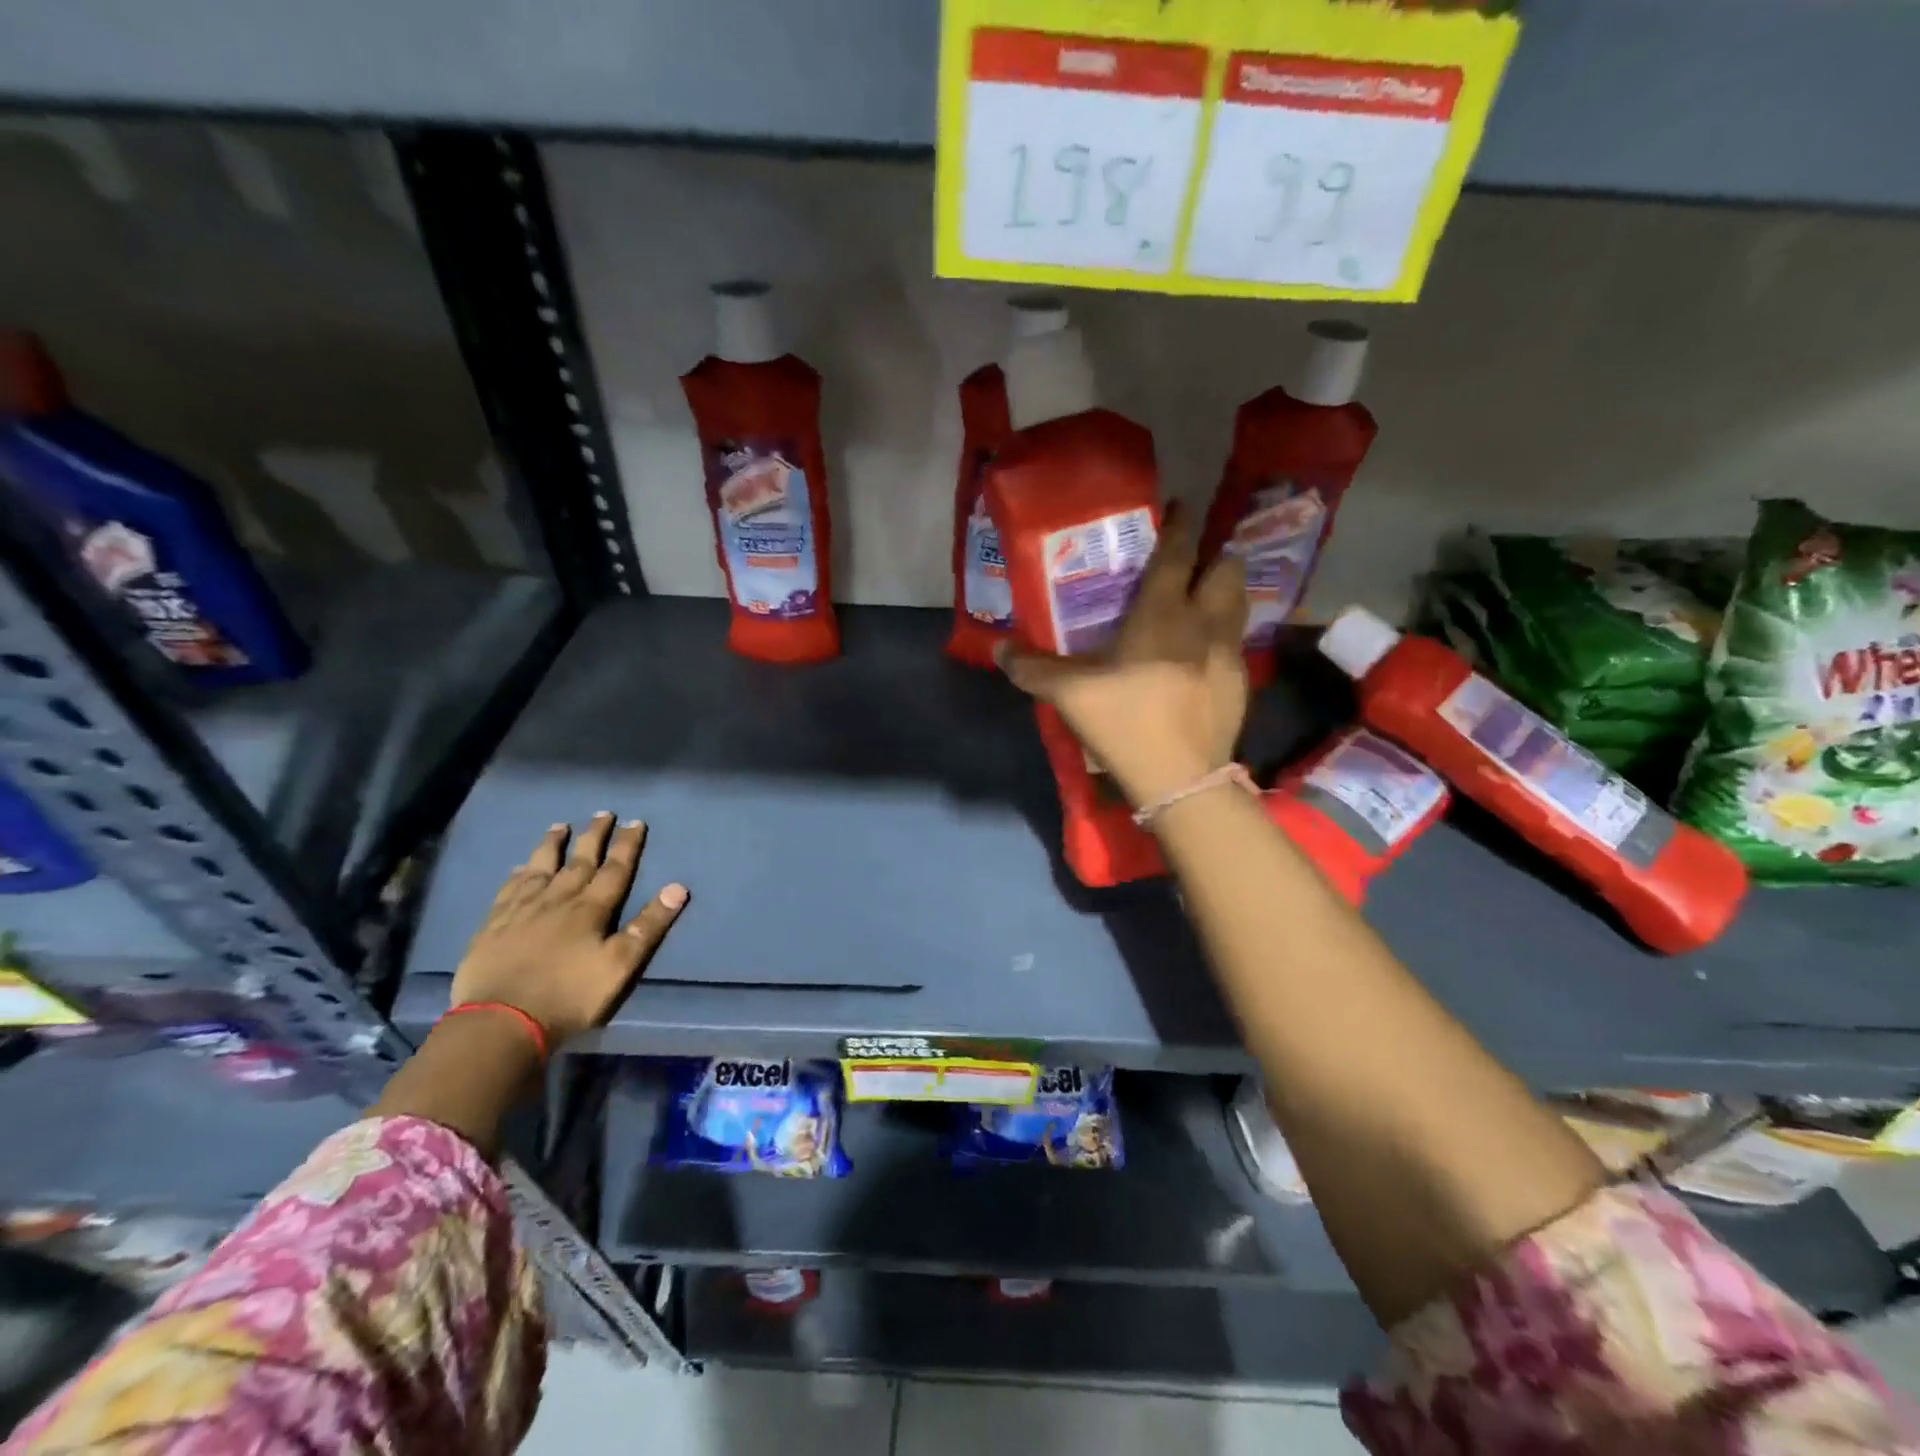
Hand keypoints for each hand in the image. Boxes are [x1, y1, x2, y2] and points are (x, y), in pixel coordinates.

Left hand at [450, 813, 687, 1046]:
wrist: (500, 1022)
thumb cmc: (569, 996)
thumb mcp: (620, 966)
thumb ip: (648, 926)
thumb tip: (678, 887)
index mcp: (591, 909)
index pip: (615, 869)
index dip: (627, 845)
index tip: (635, 822)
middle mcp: (558, 900)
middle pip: (579, 861)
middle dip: (594, 836)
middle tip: (603, 813)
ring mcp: (522, 910)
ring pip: (541, 868)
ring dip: (553, 845)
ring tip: (560, 826)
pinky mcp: (493, 925)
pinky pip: (508, 890)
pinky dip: (518, 874)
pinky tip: (520, 868)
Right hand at [998, 502, 1248, 806]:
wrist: (1181, 779)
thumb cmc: (1125, 723)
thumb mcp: (1069, 695)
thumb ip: (1033, 668)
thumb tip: (1000, 649)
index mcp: (1164, 614)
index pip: (1178, 553)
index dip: (1180, 525)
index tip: (1180, 506)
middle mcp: (1204, 624)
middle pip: (1225, 570)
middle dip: (1213, 558)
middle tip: (1191, 564)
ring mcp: (1229, 654)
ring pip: (1238, 604)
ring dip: (1223, 594)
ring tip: (1201, 602)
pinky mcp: (1240, 684)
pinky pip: (1236, 645)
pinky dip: (1222, 637)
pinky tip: (1202, 658)